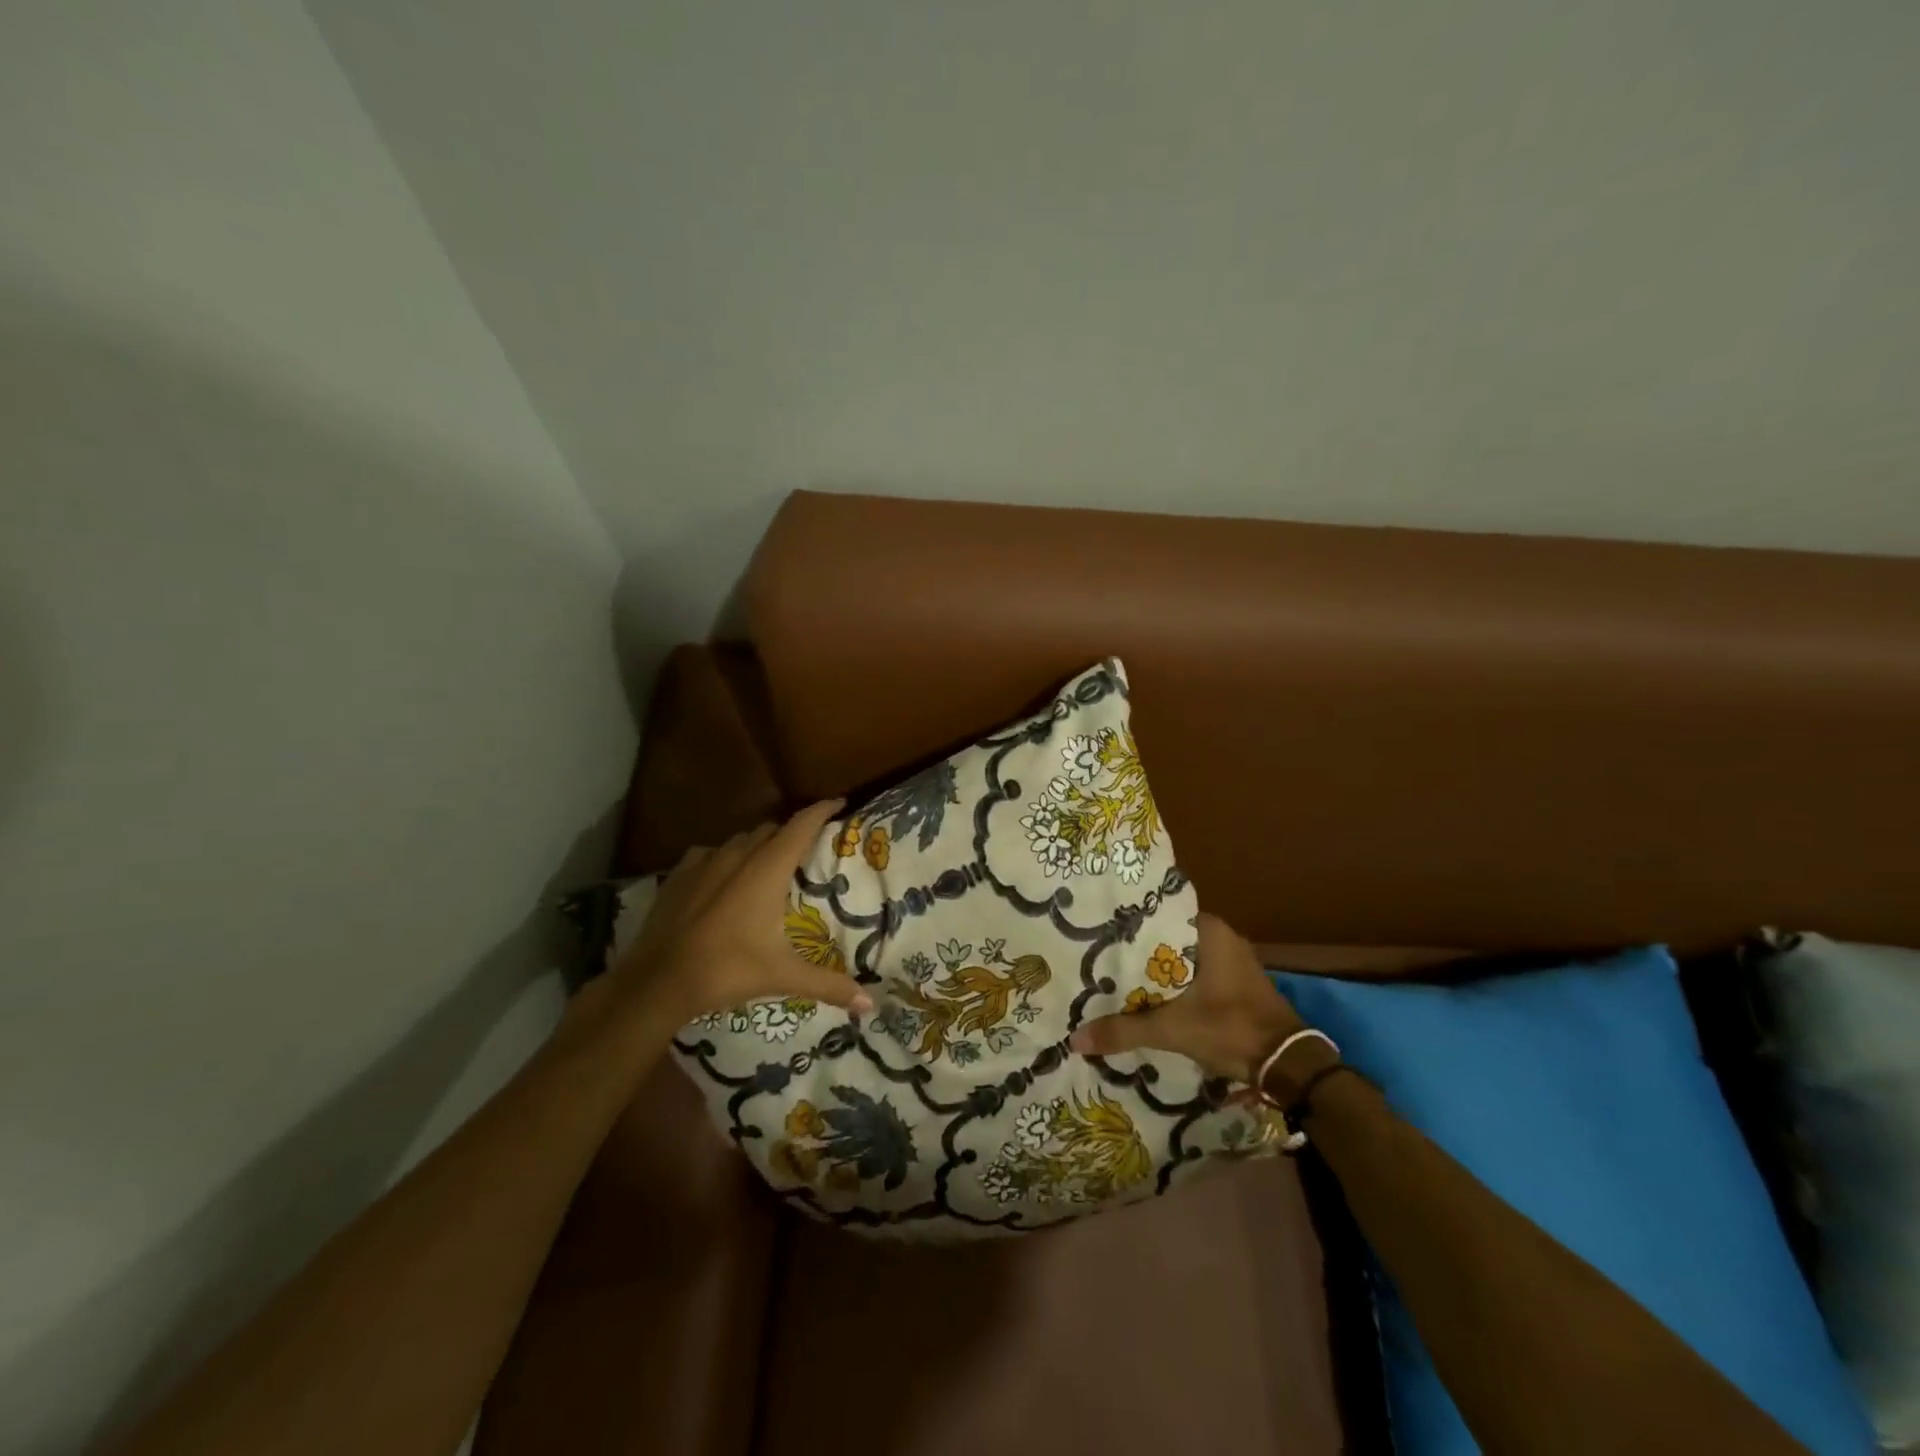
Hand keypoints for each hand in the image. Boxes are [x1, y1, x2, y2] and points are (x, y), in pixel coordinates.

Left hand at [589, 801, 875, 1027]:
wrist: (658, 981)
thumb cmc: (728, 970)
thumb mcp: (784, 976)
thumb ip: (830, 985)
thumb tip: (870, 1006)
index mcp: (768, 869)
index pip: (802, 825)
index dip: (822, 810)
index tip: (840, 803)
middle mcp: (738, 855)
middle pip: (772, 830)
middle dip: (791, 833)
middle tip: (807, 850)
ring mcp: (704, 862)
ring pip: (740, 840)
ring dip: (758, 845)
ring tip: (767, 865)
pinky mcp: (679, 874)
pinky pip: (709, 853)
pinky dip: (724, 858)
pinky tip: (724, 878)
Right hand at [1069, 913, 1304, 1083]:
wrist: (1286, 1064)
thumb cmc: (1229, 1028)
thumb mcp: (1172, 1029)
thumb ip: (1124, 1030)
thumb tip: (1076, 1039)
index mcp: (1209, 930)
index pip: (1158, 914)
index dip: (1128, 925)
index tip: (1099, 932)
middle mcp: (1222, 936)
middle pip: (1167, 938)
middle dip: (1138, 950)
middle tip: (1099, 956)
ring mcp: (1233, 960)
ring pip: (1182, 958)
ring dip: (1157, 970)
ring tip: (1116, 975)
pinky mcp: (1236, 983)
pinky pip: (1196, 973)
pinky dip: (1175, 983)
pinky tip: (1149, 995)